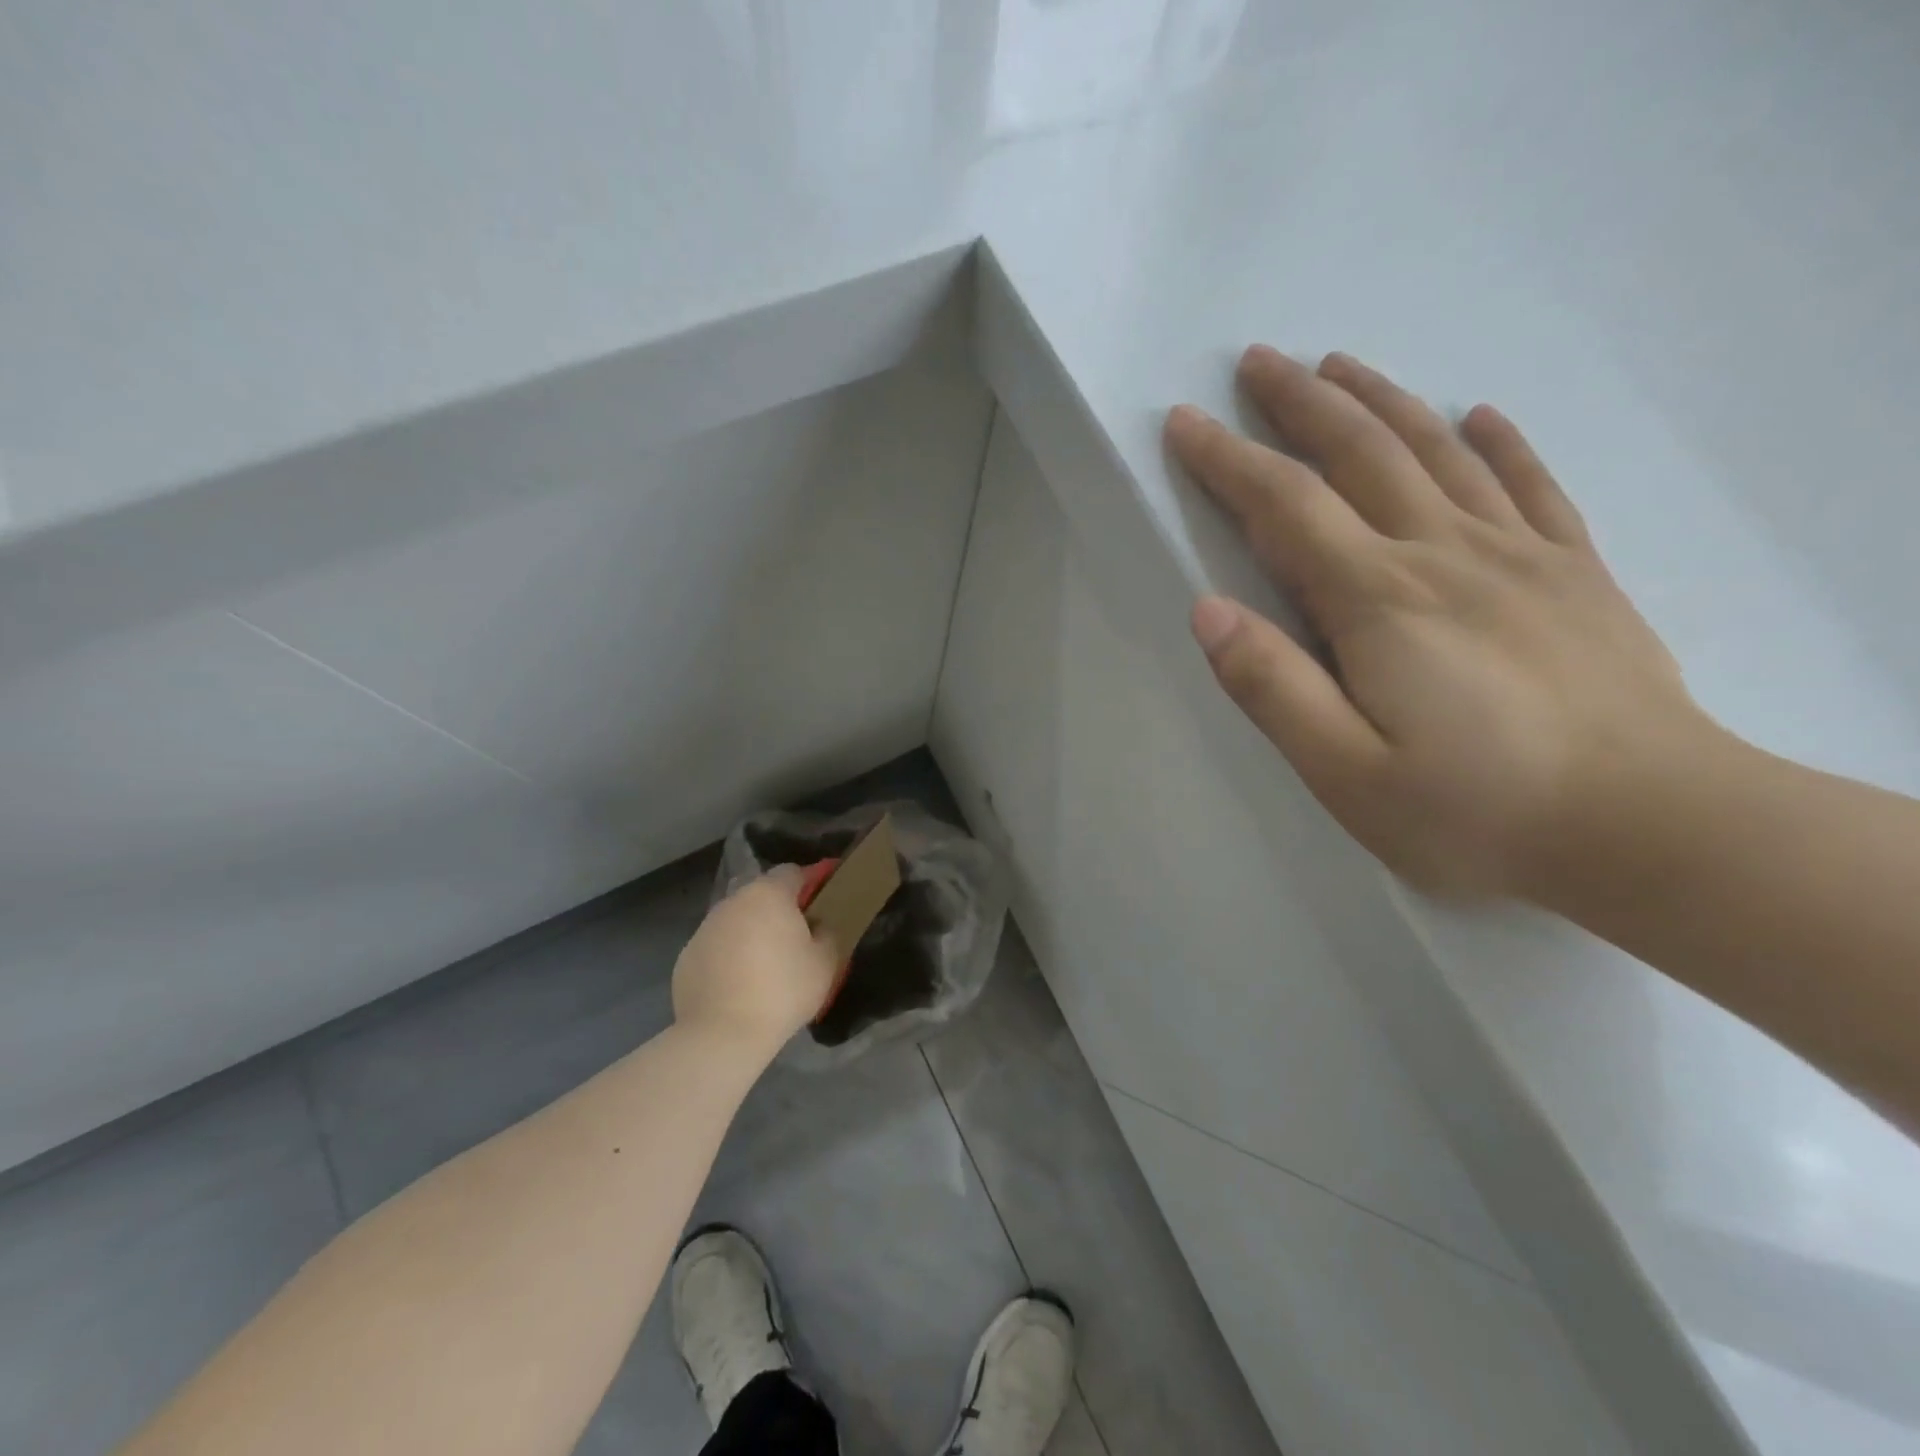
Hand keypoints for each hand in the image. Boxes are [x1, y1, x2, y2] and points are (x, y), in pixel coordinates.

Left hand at [672, 866, 838, 1055]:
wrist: (722, 1034)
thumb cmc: (783, 991)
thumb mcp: (826, 962)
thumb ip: (828, 933)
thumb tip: (818, 927)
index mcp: (769, 895)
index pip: (792, 872)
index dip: (810, 882)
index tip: (822, 901)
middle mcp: (733, 901)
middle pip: (761, 894)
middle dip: (778, 908)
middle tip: (796, 936)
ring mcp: (705, 928)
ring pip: (736, 919)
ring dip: (752, 931)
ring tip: (765, 963)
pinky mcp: (687, 955)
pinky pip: (717, 946)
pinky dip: (729, 955)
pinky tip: (738, 984)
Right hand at [1166, 346, 1708, 898]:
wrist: (1655, 830)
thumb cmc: (1478, 812)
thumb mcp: (1346, 772)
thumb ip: (1273, 687)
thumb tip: (1208, 610)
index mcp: (1379, 600)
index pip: (1285, 506)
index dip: (1228, 461)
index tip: (1186, 424)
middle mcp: (1444, 555)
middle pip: (1361, 454)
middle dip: (1301, 403)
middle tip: (1258, 361)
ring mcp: (1519, 557)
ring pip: (1438, 453)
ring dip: (1382, 402)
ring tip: (1340, 365)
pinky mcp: (1575, 576)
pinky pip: (1533, 488)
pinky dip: (1500, 444)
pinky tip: (1480, 416)